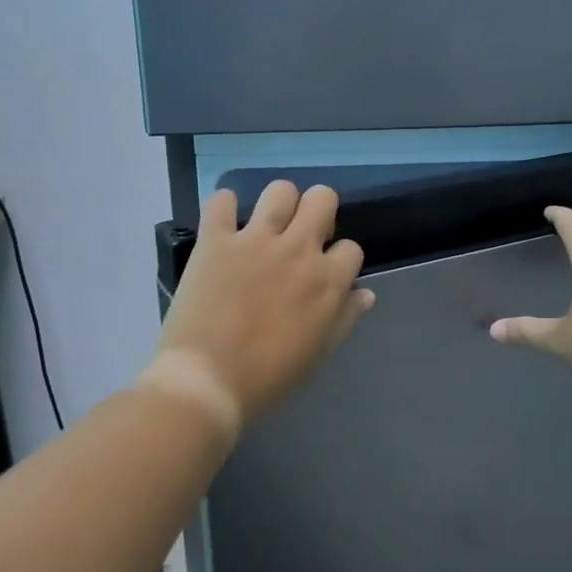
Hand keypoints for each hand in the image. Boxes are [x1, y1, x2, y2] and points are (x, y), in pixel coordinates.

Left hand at [142, 182, 374, 444]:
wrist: (206, 381)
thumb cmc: (267, 378)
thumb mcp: (317, 353)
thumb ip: (344, 318)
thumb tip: (365, 293)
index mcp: (327, 280)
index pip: (351, 248)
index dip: (339, 259)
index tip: (324, 273)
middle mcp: (298, 250)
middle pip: (322, 198)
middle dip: (317, 212)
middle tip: (300, 236)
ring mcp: (255, 240)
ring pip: (280, 190)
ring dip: (278, 203)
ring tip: (265, 226)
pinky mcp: (216, 240)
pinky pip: (221, 201)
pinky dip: (223, 207)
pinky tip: (224, 224)